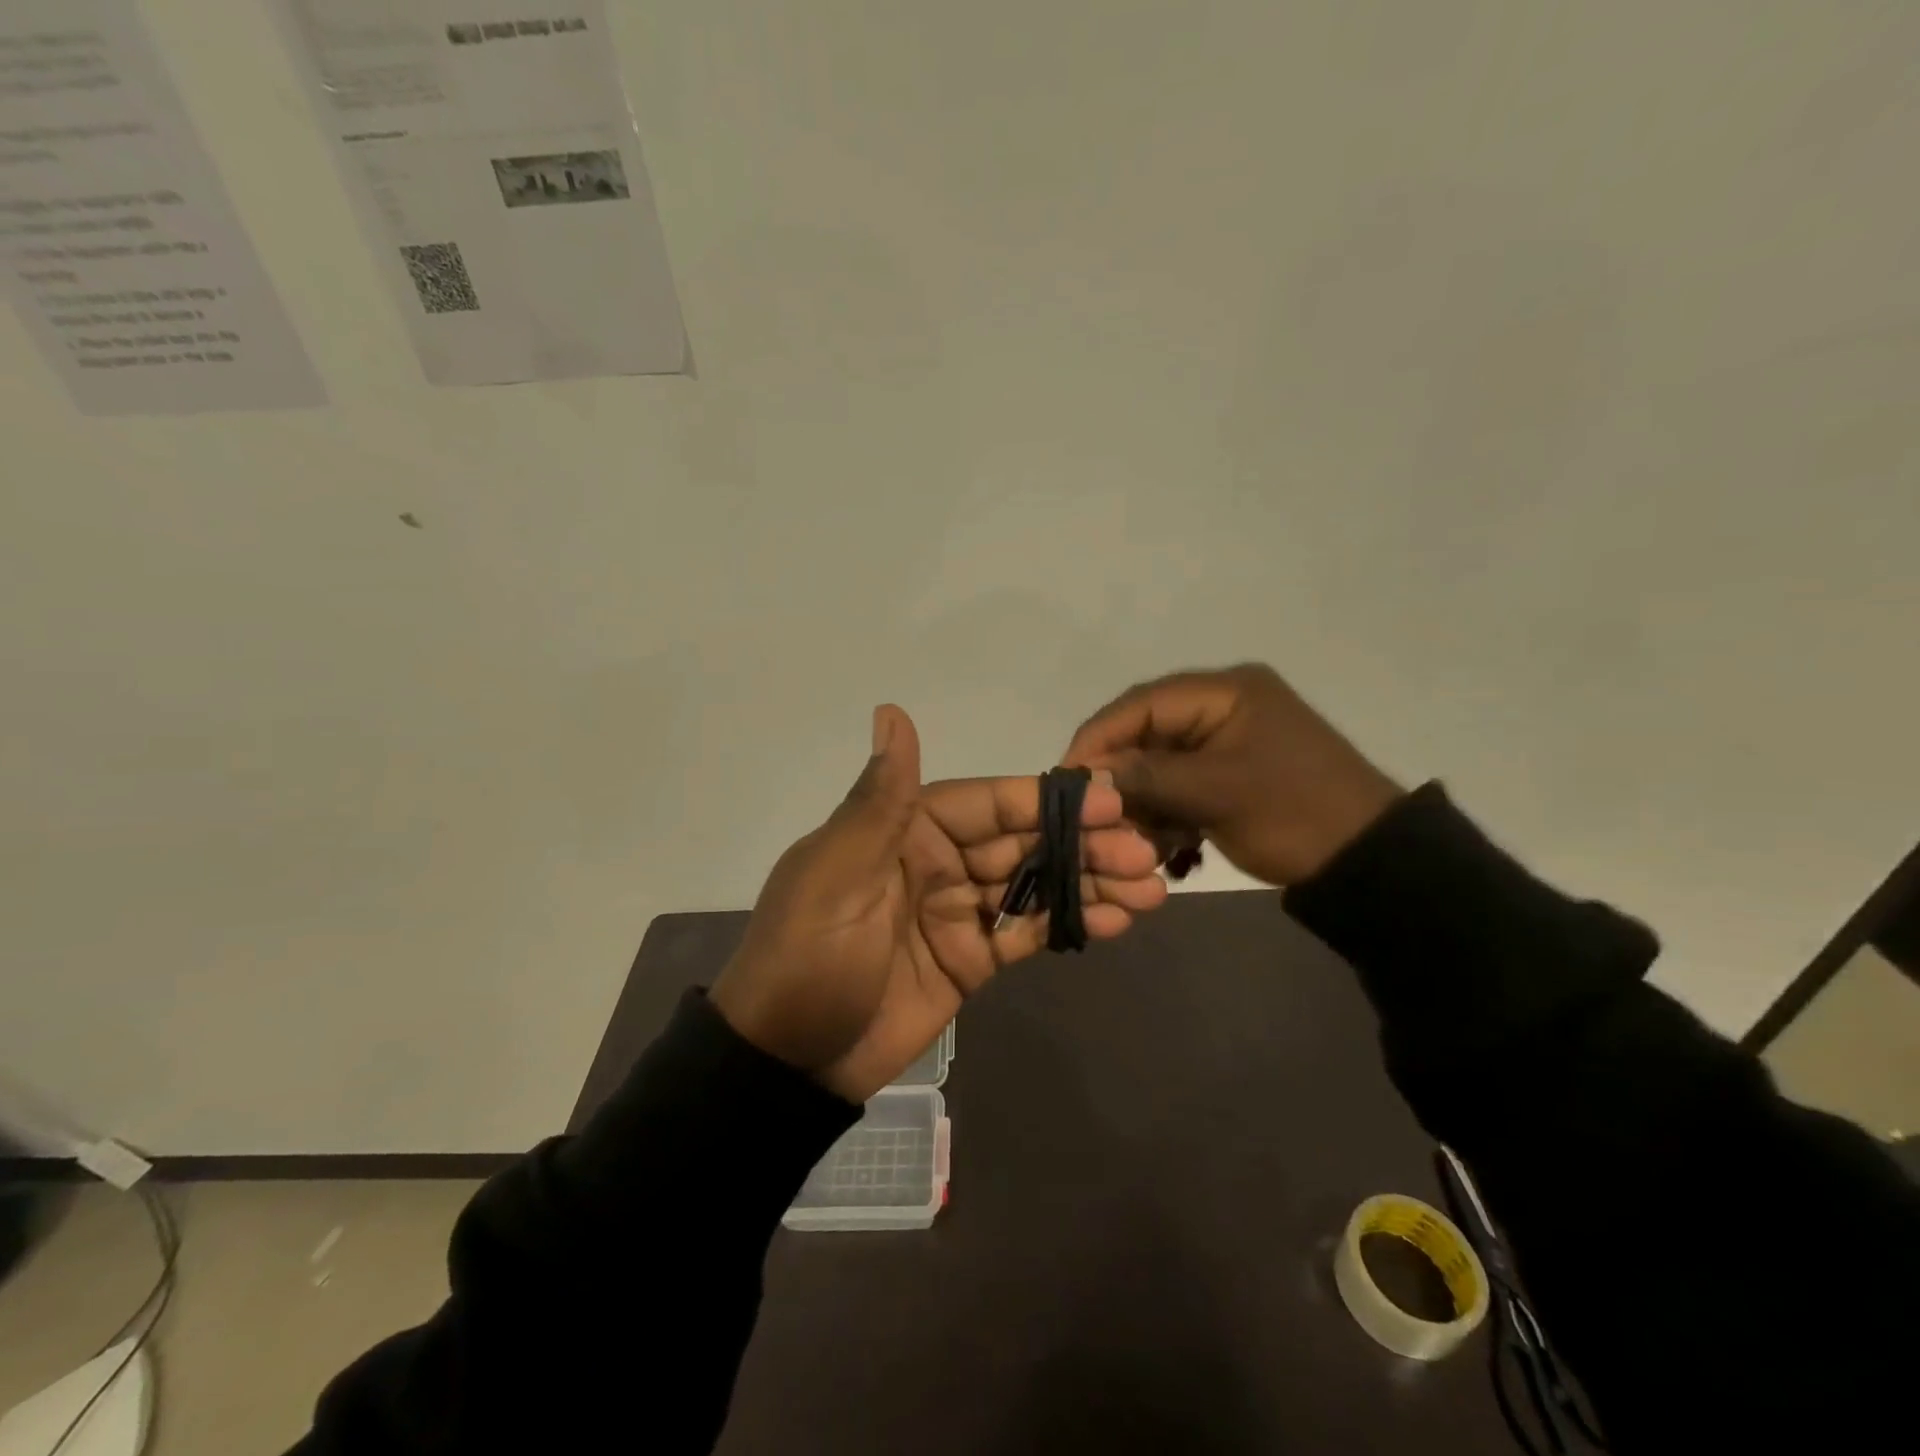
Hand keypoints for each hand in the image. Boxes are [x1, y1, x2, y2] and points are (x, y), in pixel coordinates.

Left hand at [711, 706, 1167, 1101]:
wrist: (785, 1061)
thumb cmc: (808, 957)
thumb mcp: (838, 873)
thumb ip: (881, 800)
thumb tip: (892, 710)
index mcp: (902, 829)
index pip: (986, 802)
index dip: (1045, 800)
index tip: (1109, 799)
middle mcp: (935, 860)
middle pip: (1020, 842)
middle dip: (1082, 844)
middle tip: (1145, 851)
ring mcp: (956, 911)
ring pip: (1032, 886)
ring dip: (1088, 883)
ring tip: (1151, 889)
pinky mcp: (970, 959)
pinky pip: (1026, 933)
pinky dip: (1069, 924)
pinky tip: (1116, 921)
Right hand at [1061, 664, 1401, 886]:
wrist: (1371, 863)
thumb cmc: (1293, 815)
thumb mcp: (1214, 793)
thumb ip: (1145, 777)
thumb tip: (1085, 775)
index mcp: (1226, 691)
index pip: (1142, 703)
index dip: (1099, 737)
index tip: (1066, 776)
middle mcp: (1224, 705)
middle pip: (1149, 732)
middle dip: (1122, 776)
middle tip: (1095, 814)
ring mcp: (1231, 740)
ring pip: (1163, 763)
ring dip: (1146, 802)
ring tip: (1138, 840)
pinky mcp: (1235, 772)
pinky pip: (1185, 784)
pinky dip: (1170, 813)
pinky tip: (1170, 847)